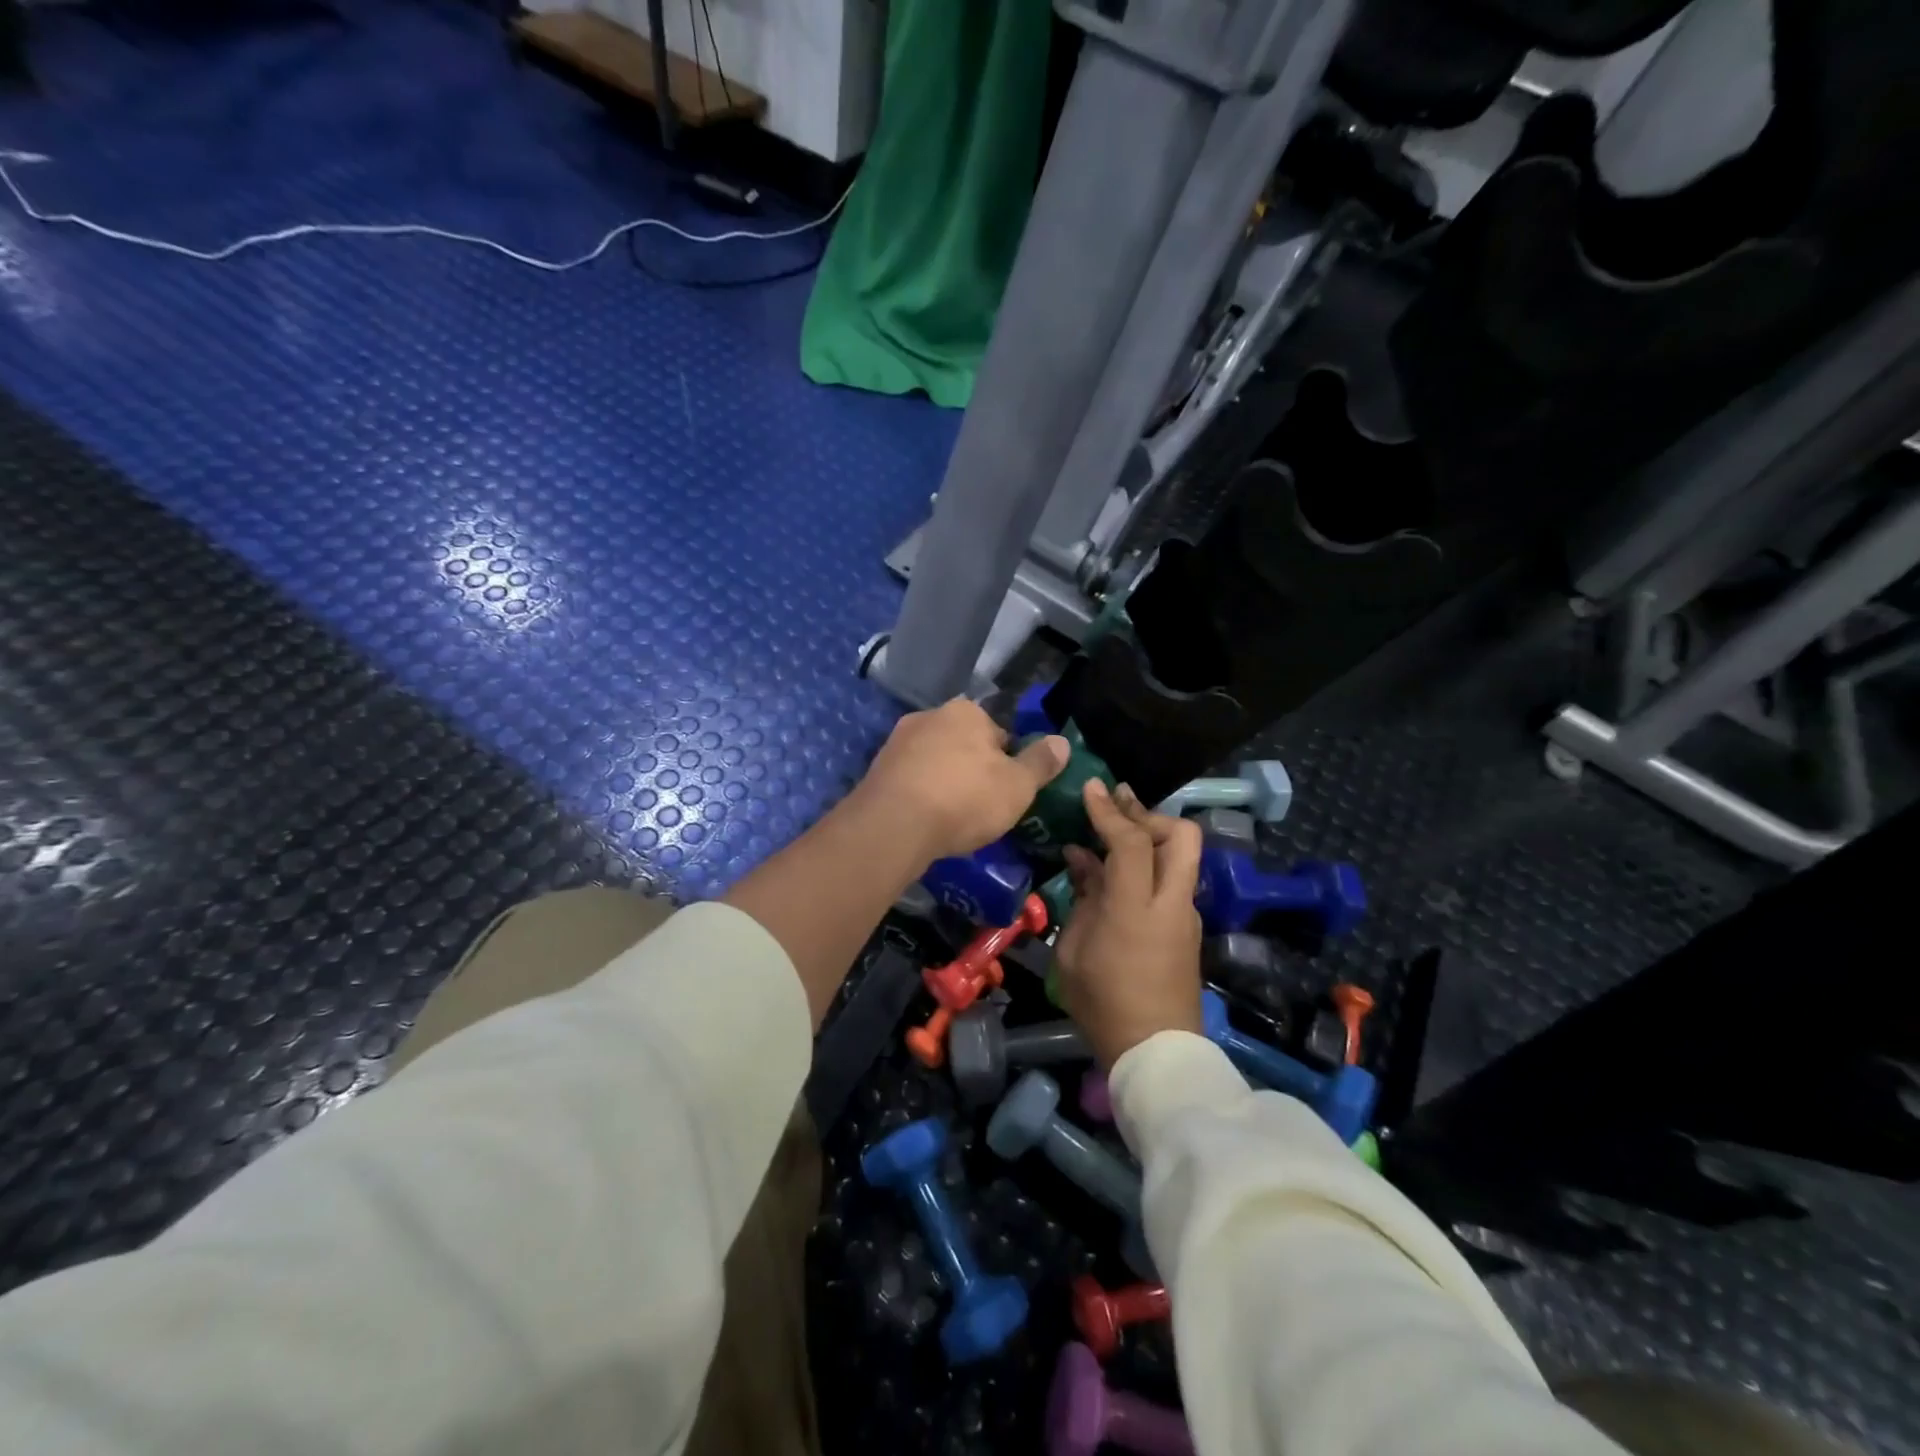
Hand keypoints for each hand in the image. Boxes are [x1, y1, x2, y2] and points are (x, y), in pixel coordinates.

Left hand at [853, 699, 1067, 865]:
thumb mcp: (1018, 785)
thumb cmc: (965, 799)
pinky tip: (925, 820)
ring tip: (951, 817)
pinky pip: (910, 780)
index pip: (998, 733)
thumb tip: (1062, 742)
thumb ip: (1041, 762)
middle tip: (981, 806)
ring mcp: (897, 741)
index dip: (1007, 763)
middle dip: (972, 769)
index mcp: (966, 712)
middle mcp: (929, 716)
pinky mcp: (876, 769)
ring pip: (934, 761)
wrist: (894, 825)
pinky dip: (920, 794)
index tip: (1007, 791)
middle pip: (963, 744)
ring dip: (944, 781)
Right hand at [1054, 781, 1203, 1066]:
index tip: (1091, 789)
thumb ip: (1082, 899)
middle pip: (1180, 835)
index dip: (1110, 812)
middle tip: (1116, 803)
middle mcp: (1170, 902)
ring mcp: (1184, 915)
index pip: (1131, 842)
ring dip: (1150, 836)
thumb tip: (1083, 862)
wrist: (1156, 1054)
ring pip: (1181, 855)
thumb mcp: (1072, 951)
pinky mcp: (1187, 929)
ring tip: (1111, 830)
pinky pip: (1171, 880)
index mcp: (1136, 908)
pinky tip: (1113, 872)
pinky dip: (1147, 865)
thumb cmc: (1103, 1004)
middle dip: (1147, 814)